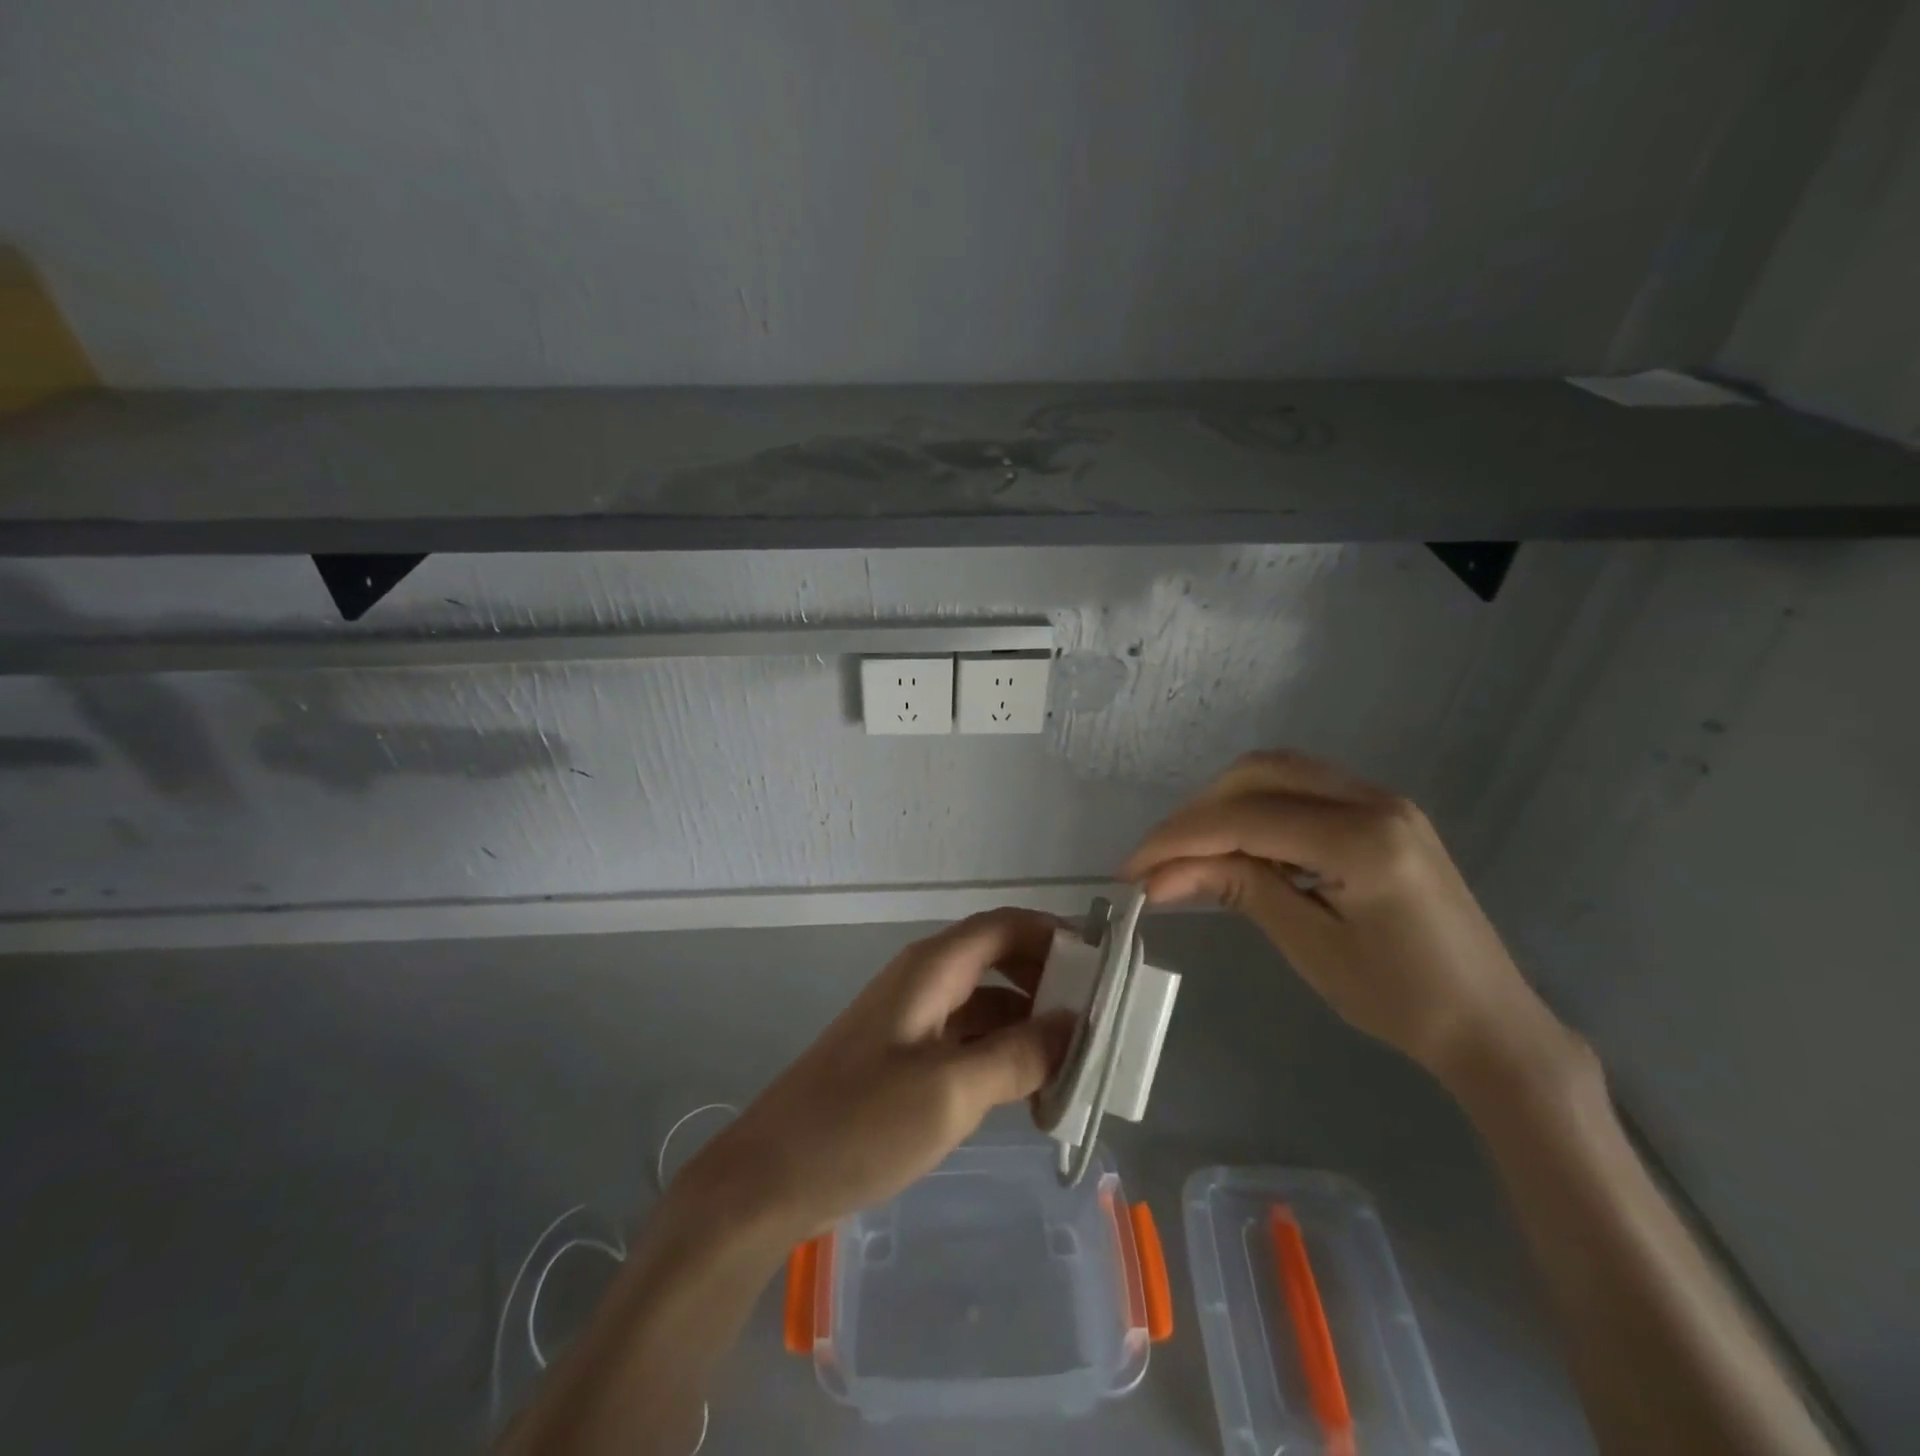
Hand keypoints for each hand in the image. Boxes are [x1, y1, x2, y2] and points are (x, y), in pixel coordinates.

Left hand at [673, 908, 1075, 1242]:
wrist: (770, 1177)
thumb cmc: (860, 1125)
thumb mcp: (951, 1091)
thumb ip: (1018, 1054)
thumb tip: (1074, 1024)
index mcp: (931, 970)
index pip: (1004, 925)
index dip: (1054, 934)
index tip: (1104, 962)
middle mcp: (922, 982)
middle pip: (998, 959)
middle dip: (1048, 979)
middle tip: (1099, 1016)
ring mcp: (910, 1020)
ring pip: (984, 1002)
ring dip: (1028, 1021)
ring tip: (1076, 1058)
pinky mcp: (903, 1058)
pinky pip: (966, 1038)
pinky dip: (1001, 1051)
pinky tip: (1029, 1088)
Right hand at [1121, 751, 1572, 1088]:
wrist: (1493, 1025)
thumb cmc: (1403, 1001)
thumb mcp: (1310, 946)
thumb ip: (1237, 889)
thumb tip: (1159, 876)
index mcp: (1362, 839)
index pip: (1245, 818)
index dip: (1179, 838)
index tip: (1131, 868)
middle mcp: (1374, 800)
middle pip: (1257, 774)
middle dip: (1197, 812)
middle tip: (1158, 859)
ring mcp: (1383, 800)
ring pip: (1278, 773)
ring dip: (1224, 804)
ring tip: (1188, 852)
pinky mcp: (1383, 813)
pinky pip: (1302, 789)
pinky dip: (1256, 808)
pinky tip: (1238, 845)